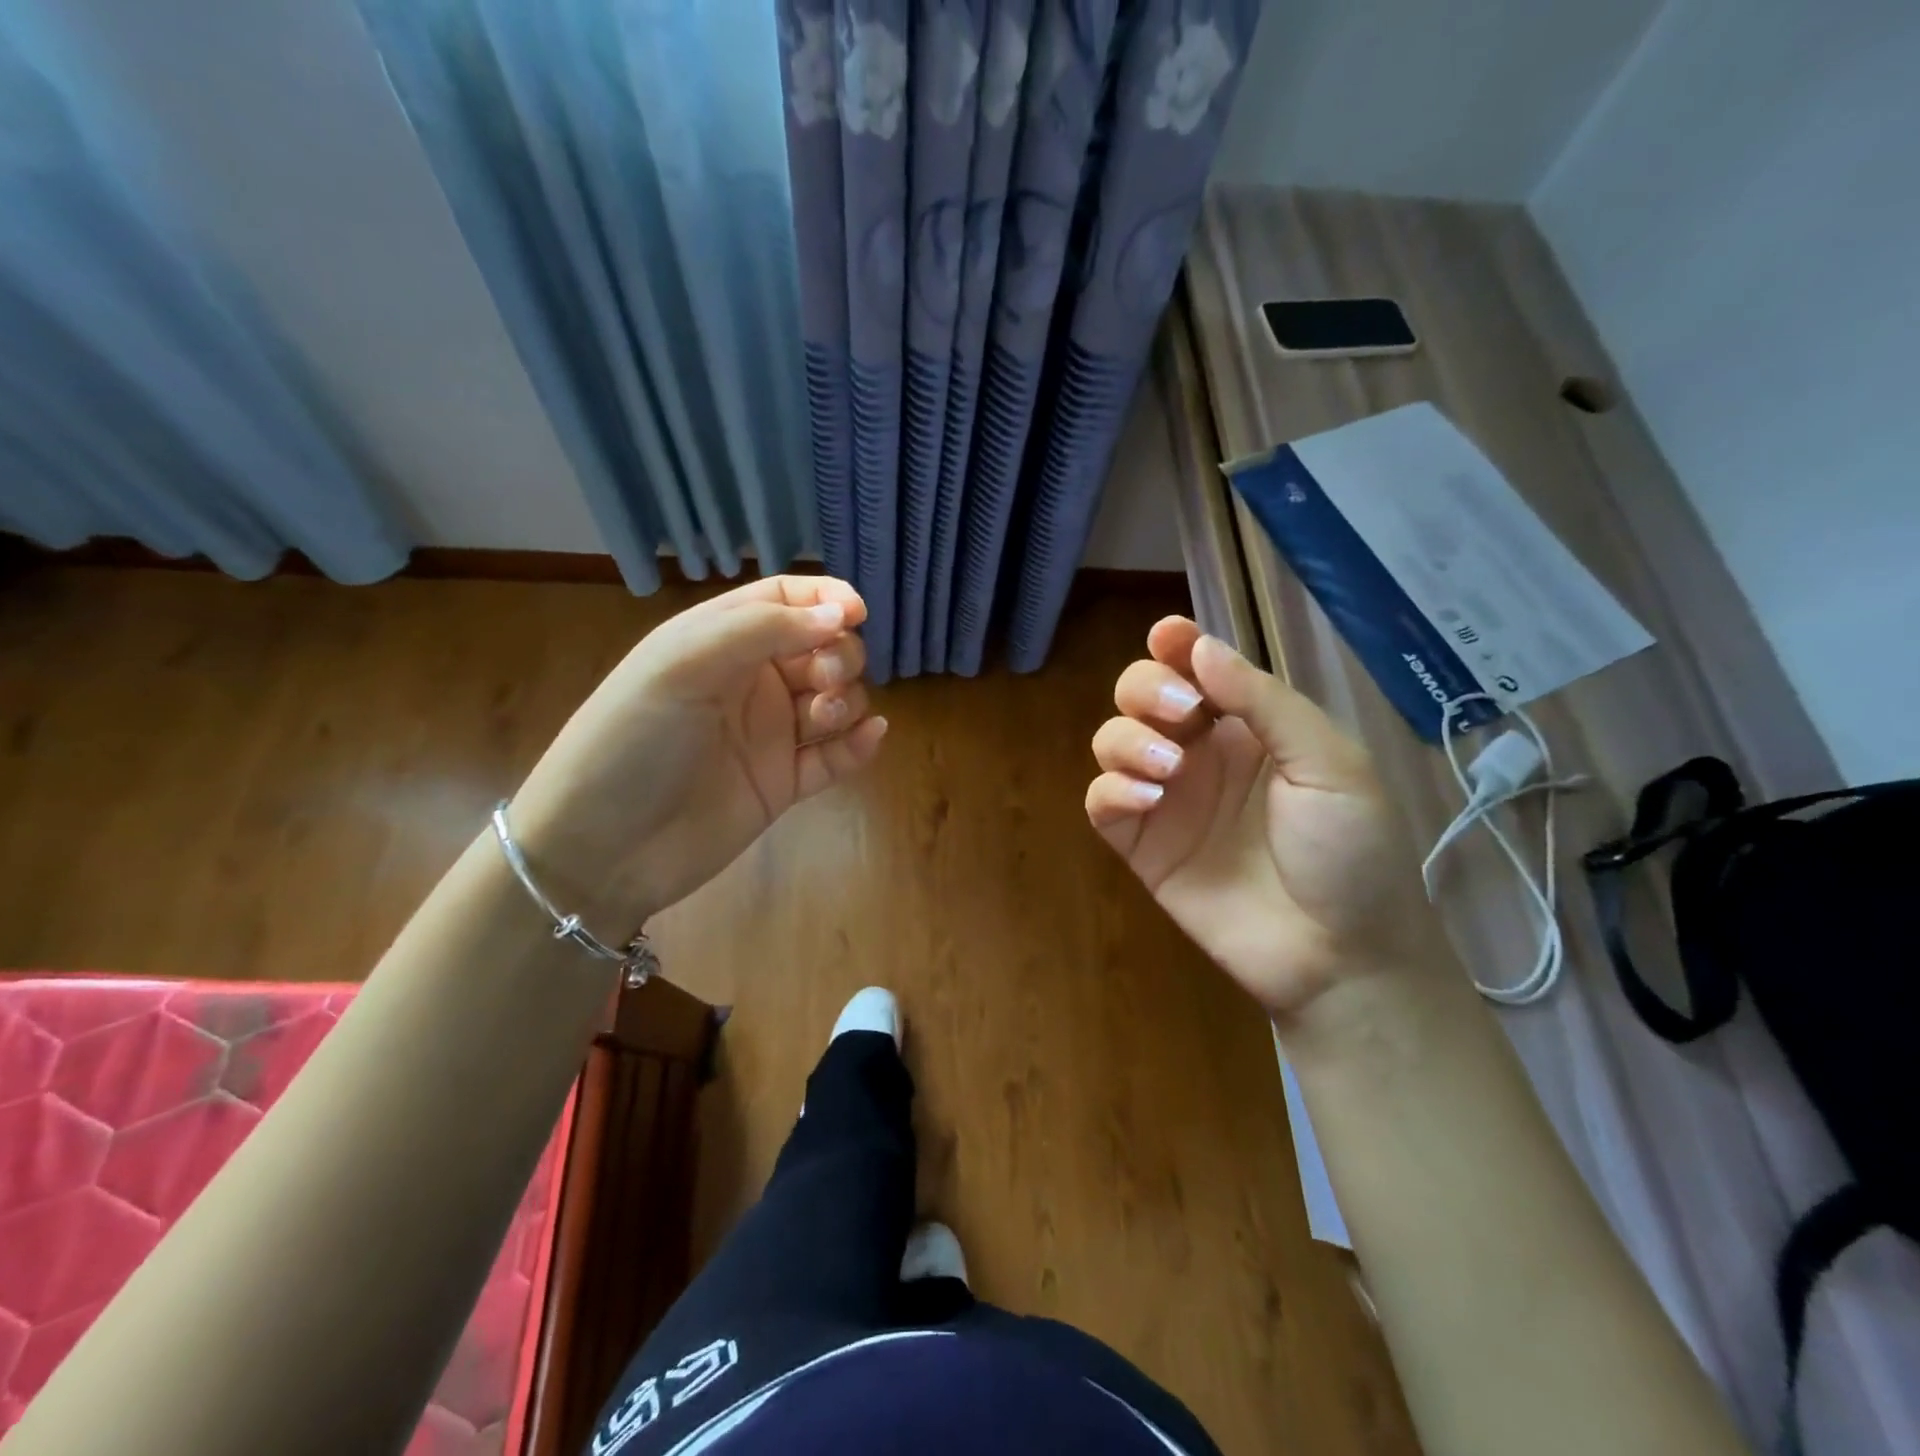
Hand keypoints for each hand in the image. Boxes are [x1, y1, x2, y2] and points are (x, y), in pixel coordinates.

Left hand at [511, 576, 886, 933]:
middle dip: (838, 654)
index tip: (857, 612)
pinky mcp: (783, 783)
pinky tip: (871, 737)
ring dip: (845, 700)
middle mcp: (750, 682)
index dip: (825, 598)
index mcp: (719, 641)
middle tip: (824, 680)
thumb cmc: (632, 740)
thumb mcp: (683, 665)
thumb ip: (763, 630)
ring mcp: (769, 735)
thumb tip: (841, 614)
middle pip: (821, 648)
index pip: (784, 601)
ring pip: (835, 700)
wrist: (603, 849)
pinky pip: (835, 756)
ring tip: (820, 720)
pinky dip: (858, 745)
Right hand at [1086, 617, 1433, 1017]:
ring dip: (1128, 739)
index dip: (1175, 645)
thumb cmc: (1351, 851)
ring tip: (1168, 767)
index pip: (1197, 670)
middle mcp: (1201, 754)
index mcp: (1249, 727)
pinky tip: (1148, 800)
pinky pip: (1102, 801)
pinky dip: (1112, 790)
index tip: (1166, 635)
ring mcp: (1168, 799)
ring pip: (1112, 741)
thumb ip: (1264, 701)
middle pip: (1142, 695)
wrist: (1339, 955)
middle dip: (1147, 688)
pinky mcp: (1142, 845)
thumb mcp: (1329, 763)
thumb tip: (1201, 647)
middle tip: (1181, 713)